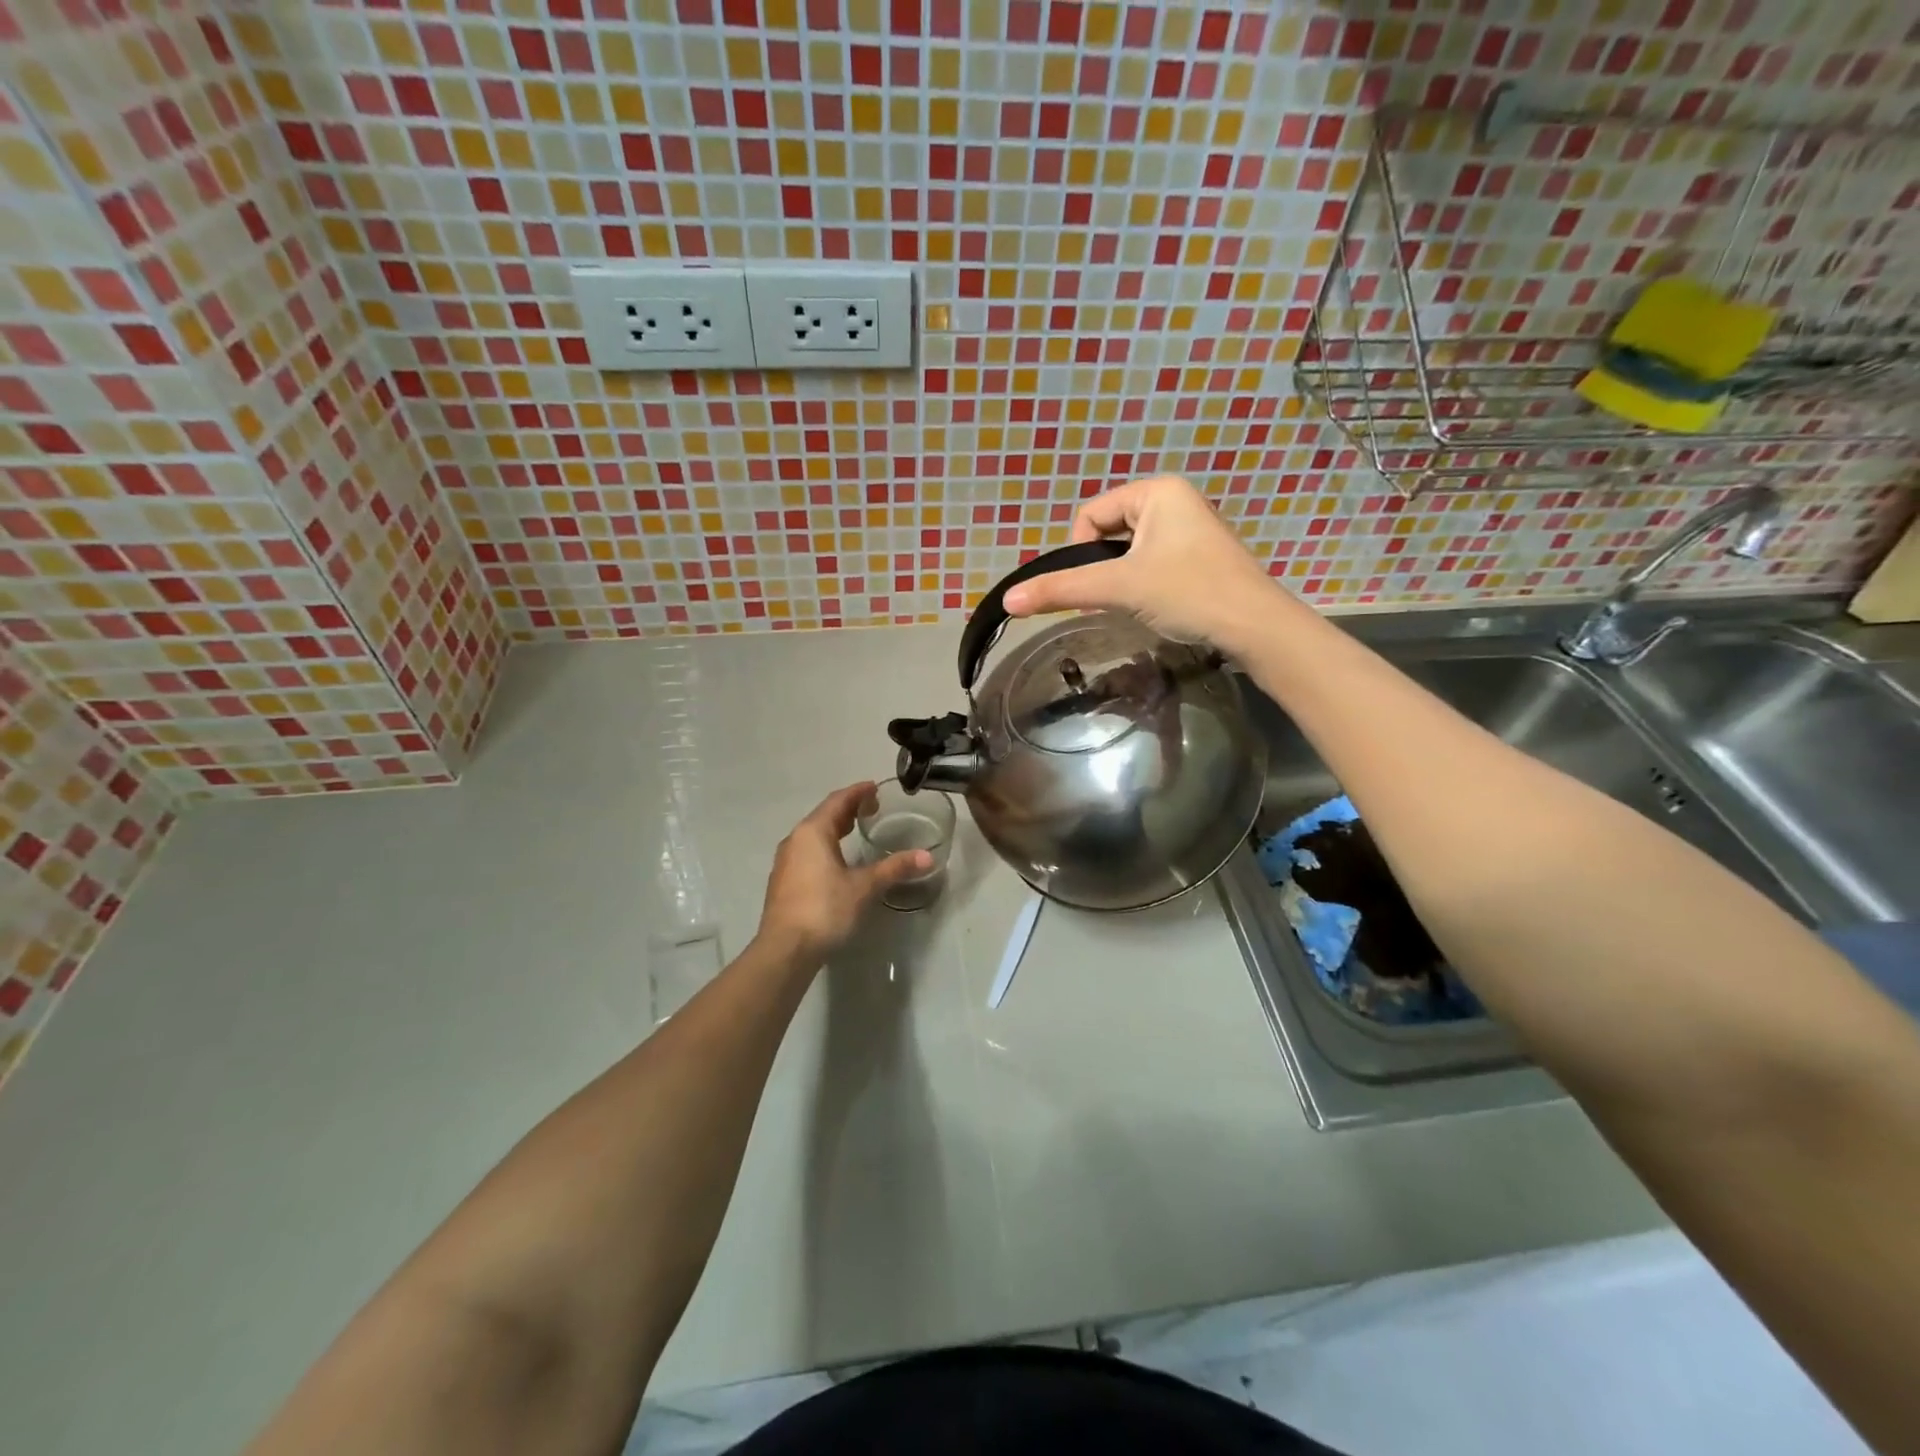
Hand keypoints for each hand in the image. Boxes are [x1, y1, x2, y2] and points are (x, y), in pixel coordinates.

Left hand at [755, 782, 932, 962]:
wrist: (785, 950)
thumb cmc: (825, 909)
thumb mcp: (865, 887)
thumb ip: (895, 869)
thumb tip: (927, 857)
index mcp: (812, 832)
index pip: (838, 801)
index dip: (858, 792)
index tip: (875, 787)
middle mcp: (795, 840)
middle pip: (824, 816)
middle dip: (848, 809)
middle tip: (872, 807)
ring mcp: (785, 862)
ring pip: (814, 835)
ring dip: (835, 828)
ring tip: (857, 830)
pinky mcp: (784, 882)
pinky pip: (808, 852)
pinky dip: (826, 846)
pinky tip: (838, 861)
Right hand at [1001, 475, 1283, 652]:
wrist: (1255, 627)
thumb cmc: (1188, 593)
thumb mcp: (1119, 588)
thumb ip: (1062, 590)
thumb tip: (1008, 599)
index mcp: (1157, 490)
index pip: (1090, 516)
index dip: (1081, 553)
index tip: (1096, 587)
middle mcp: (1174, 500)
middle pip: (1108, 532)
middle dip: (1103, 569)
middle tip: (1115, 599)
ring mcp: (1190, 528)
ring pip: (1129, 551)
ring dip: (1122, 580)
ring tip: (1138, 604)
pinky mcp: (1199, 556)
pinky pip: (1152, 562)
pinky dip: (1144, 584)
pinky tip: (1158, 606)